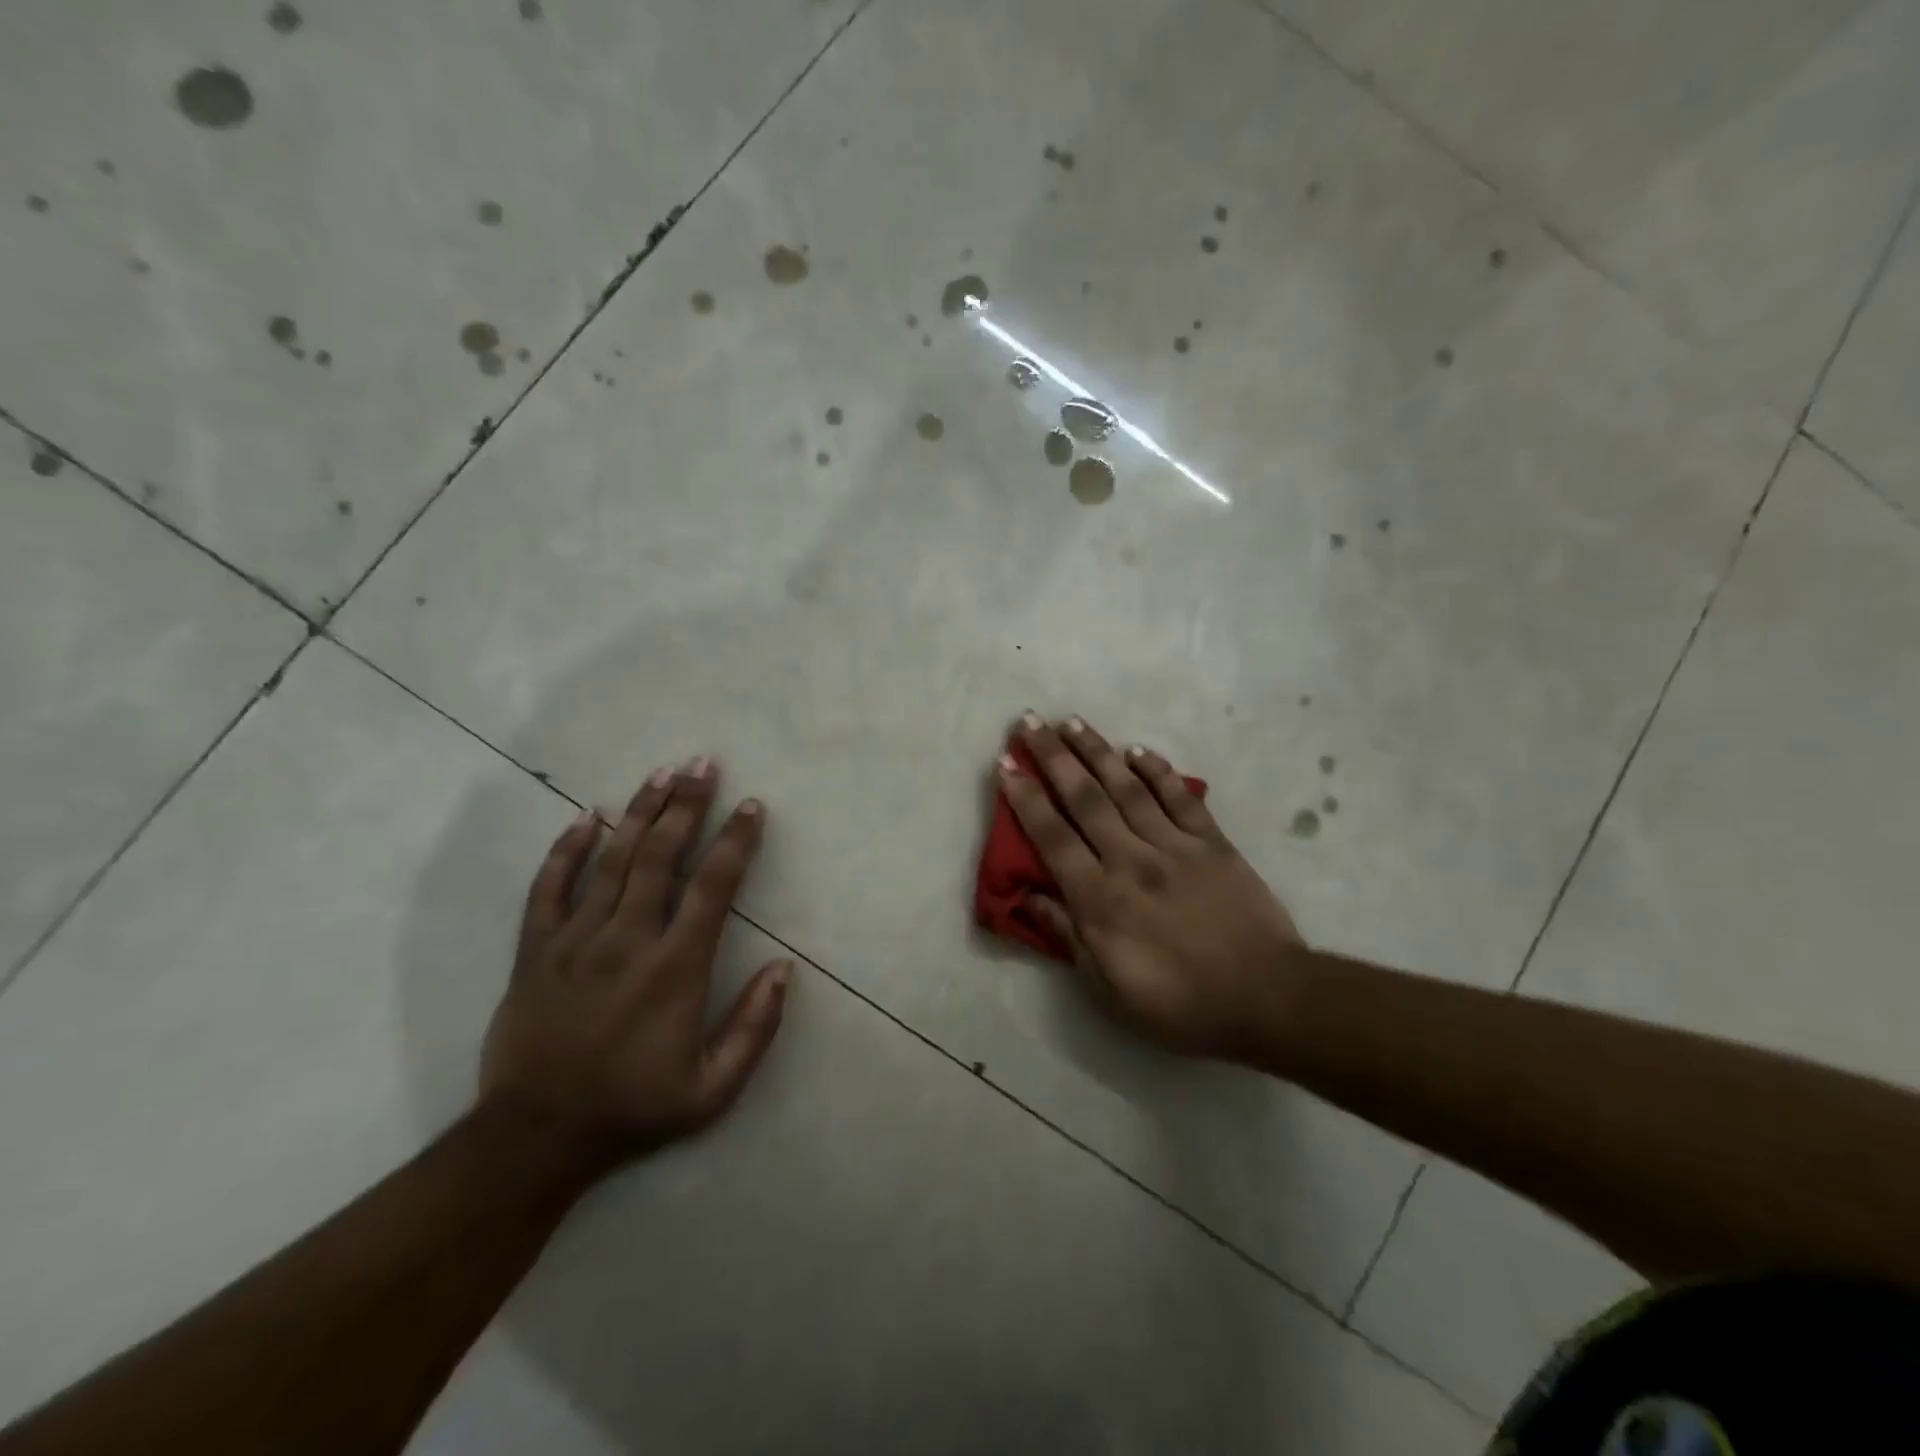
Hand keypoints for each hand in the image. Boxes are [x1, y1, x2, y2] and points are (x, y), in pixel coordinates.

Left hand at [480, 758, 792, 1176]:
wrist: (534, 1138)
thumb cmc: (633, 1108)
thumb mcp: (713, 1090)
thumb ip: (755, 1028)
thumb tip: (785, 968)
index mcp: (674, 968)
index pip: (712, 887)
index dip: (735, 841)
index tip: (752, 806)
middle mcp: (627, 940)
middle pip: (660, 856)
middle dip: (687, 805)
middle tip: (703, 765)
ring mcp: (575, 941)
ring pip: (611, 860)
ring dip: (640, 812)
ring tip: (662, 773)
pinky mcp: (534, 950)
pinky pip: (548, 888)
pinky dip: (567, 849)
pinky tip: (586, 816)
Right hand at [996, 715, 1305, 1061]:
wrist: (1267, 999)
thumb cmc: (1179, 1004)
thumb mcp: (1108, 988)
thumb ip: (1067, 936)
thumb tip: (1028, 897)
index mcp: (1100, 899)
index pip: (1051, 836)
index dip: (1024, 798)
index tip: (1005, 764)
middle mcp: (1131, 860)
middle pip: (1084, 798)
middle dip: (1052, 756)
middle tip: (1029, 721)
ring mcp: (1175, 846)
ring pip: (1127, 787)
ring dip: (1097, 751)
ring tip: (1071, 722)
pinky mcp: (1213, 843)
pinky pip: (1180, 797)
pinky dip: (1157, 770)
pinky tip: (1136, 750)